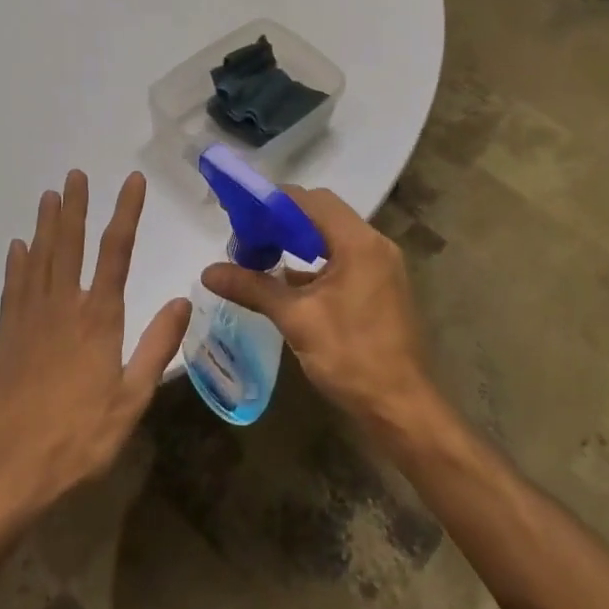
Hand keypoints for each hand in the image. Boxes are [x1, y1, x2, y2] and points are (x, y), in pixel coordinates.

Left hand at [0, 170, 190, 518]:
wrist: (6, 469)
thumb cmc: (78, 438)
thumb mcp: (131, 399)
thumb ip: (158, 346)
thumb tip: (184, 300)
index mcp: (98, 319)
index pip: (116, 252)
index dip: (126, 213)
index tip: (132, 181)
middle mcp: (62, 308)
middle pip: (70, 246)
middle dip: (76, 207)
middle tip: (75, 174)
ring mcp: (30, 320)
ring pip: (39, 259)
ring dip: (46, 225)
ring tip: (49, 195)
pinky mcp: (8, 337)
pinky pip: (13, 288)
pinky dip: (17, 263)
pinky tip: (18, 248)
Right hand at [200, 186, 436, 436]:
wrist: (399, 406)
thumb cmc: (350, 356)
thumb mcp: (296, 319)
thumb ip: (253, 288)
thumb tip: (208, 272)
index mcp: (359, 243)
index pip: (312, 201)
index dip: (275, 203)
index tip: (242, 215)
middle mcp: (375, 245)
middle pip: (323, 215)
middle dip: (283, 222)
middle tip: (248, 238)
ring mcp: (381, 266)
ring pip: (333, 238)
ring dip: (298, 243)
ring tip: (260, 256)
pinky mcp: (380, 287)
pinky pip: (343, 259)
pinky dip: (315, 263)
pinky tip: (287, 281)